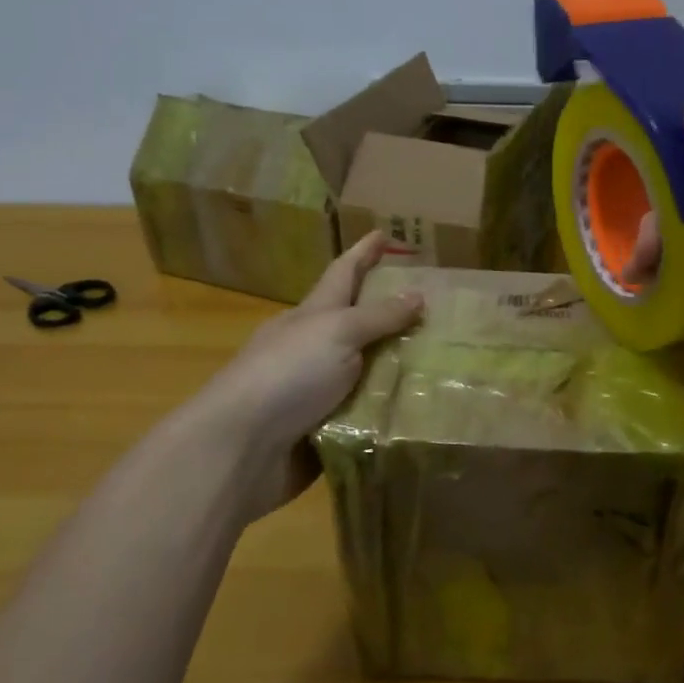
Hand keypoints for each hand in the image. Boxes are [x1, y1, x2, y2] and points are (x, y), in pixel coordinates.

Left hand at [191, 232, 422, 524]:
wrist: (240, 449)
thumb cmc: (287, 375)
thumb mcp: (337, 333)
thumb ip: (379, 316)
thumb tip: (417, 293)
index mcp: (312, 316)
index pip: (343, 273)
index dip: (364, 253)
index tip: (384, 233)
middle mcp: (314, 349)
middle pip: (356, 323)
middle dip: (390, 313)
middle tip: (434, 306)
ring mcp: (317, 391)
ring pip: (367, 371)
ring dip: (399, 367)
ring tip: (444, 361)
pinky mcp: (324, 430)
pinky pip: (367, 414)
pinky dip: (391, 410)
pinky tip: (423, 409)